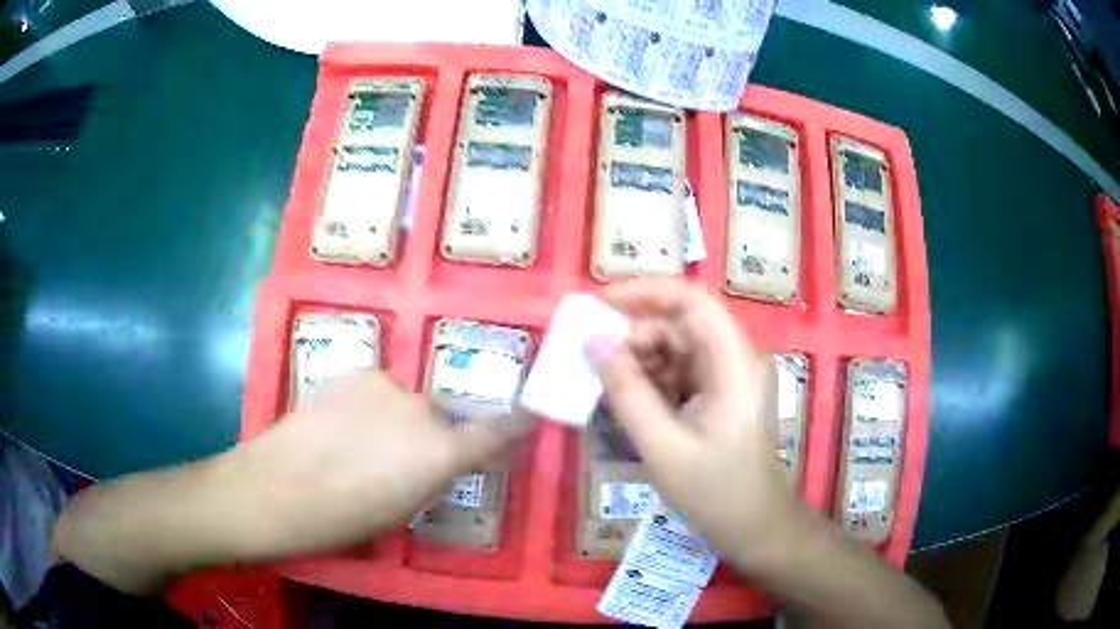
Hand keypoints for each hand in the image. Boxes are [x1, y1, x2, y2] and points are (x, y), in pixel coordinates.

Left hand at [226, 370, 528, 555]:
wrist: (276, 488)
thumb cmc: (343, 518)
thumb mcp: (401, 510)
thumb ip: (432, 477)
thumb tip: (442, 459)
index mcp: (439, 454)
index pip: (495, 434)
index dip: (518, 425)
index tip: (535, 416)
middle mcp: (422, 410)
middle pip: (441, 418)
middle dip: (430, 437)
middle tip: (398, 462)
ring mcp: (386, 385)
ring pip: (406, 402)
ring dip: (396, 420)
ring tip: (359, 442)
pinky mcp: (356, 371)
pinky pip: (378, 390)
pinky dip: (370, 405)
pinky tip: (340, 423)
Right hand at [588, 278, 797, 569]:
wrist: (753, 526)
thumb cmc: (714, 491)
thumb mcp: (663, 446)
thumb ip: (627, 392)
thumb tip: (593, 342)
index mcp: (734, 365)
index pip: (693, 302)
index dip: (646, 292)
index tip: (600, 304)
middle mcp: (736, 360)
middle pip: (681, 326)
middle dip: (635, 337)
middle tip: (593, 361)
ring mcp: (729, 377)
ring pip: (677, 349)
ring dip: (640, 361)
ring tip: (607, 388)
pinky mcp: (720, 394)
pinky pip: (681, 372)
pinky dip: (652, 381)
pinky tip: (630, 402)